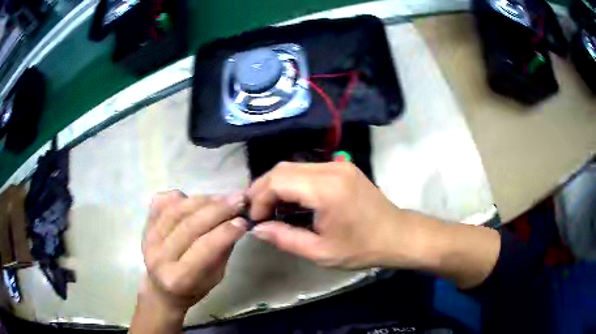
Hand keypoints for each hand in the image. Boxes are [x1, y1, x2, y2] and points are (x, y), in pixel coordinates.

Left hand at [138, 191, 246, 317]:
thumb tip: (236, 221)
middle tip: (239, 200)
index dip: (225, 232)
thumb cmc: (193, 288)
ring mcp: (148, 238)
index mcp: (178, 278)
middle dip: (218, 210)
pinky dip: (181, 196)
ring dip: (203, 200)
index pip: (203, 249)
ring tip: (222, 198)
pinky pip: (162, 202)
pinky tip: (197, 199)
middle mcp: (158, 257)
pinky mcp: (144, 225)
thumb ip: (222, 250)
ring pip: (176, 210)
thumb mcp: (215, 277)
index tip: (244, 220)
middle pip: (189, 225)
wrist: (161, 288)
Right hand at [248, 162, 417, 269]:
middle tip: (256, 211)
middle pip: (283, 168)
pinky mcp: (342, 167)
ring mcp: (338, 165)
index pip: (279, 181)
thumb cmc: (361, 248)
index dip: (260, 198)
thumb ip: (285, 238)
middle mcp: (331, 169)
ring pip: (293, 166)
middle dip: (263, 189)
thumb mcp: (320, 252)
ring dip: (276, 185)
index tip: (255, 219)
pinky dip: (292, 182)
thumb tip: (257, 229)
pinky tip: (289, 200)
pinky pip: (307, 169)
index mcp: (326, 189)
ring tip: (269, 207)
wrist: (396, 235)